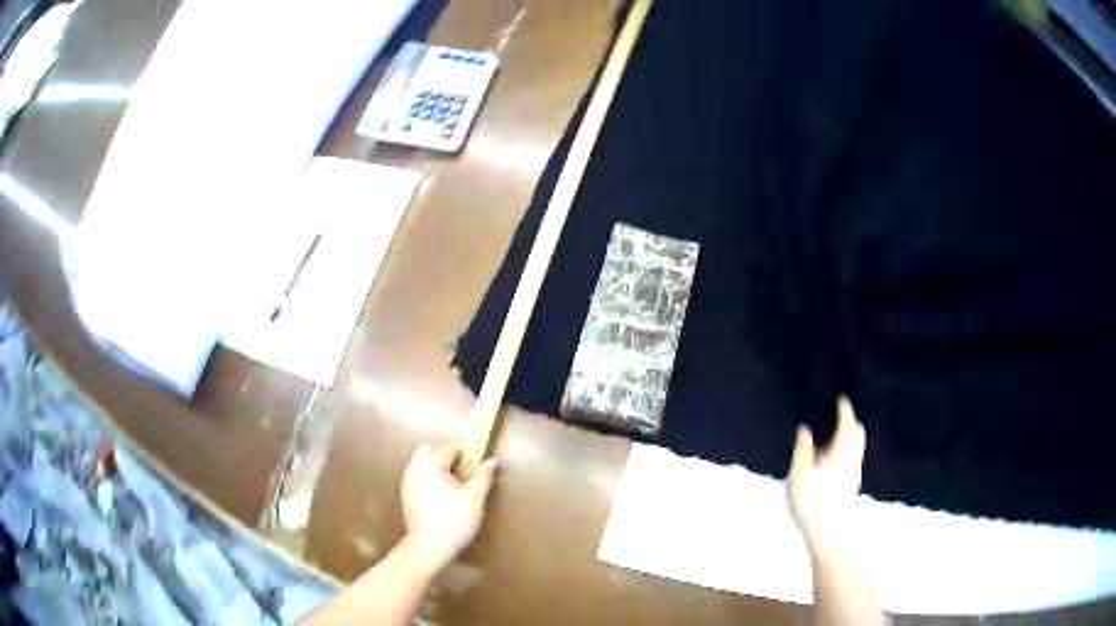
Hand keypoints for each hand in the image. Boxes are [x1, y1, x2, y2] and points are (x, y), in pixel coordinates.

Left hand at [401, 442, 496, 569]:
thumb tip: (490, 461)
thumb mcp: (475, 498)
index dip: (464, 450)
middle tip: (462, 468)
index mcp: (432, 466)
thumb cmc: (455, 519)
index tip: (476, 456)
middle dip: (445, 454)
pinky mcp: (405, 496)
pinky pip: (416, 477)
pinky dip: (427, 477)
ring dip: (434, 465)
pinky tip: (439, 493)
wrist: (430, 545)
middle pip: (428, 451)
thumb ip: (483, 476)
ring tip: (451, 481)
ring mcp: (407, 482)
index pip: (449, 449)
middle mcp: (416, 469)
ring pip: (419, 463)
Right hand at [787, 397, 866, 561]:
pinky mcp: (853, 488)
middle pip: (858, 435)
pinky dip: (848, 452)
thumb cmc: (812, 508)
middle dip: (851, 423)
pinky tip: (834, 464)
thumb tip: (804, 430)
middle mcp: (852, 462)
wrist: (831, 538)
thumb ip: (802, 453)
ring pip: (857, 448)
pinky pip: (853, 460)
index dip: (845, 410)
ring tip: (833, 439)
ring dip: (850, 438)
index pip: (847, 425)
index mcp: (840, 455)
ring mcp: (855, 476)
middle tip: (840, 417)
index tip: (841, 400)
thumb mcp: (798, 480)